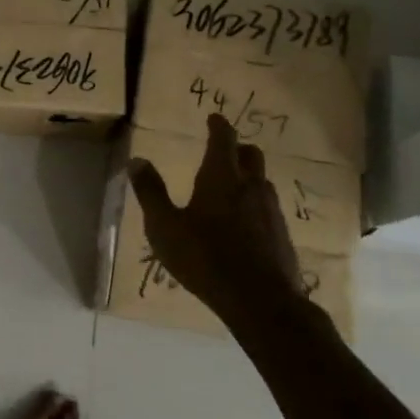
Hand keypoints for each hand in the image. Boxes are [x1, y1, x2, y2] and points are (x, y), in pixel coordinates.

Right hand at [128, 114, 321, 335]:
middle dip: (237, 148)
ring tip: (231, 189)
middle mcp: (251, 185)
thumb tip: (137, 160)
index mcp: (221, 177)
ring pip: (262, 181)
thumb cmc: (205, 258)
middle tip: (223, 152)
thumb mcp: (165, 226)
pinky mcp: (282, 234)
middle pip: (251, 154)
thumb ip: (151, 192)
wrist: (261, 300)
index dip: (218, 125)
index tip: (214, 118)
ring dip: (248, 177)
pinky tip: (244, 223)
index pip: (223, 138)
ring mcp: (271, 210)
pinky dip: (255, 204)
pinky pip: (268, 207)